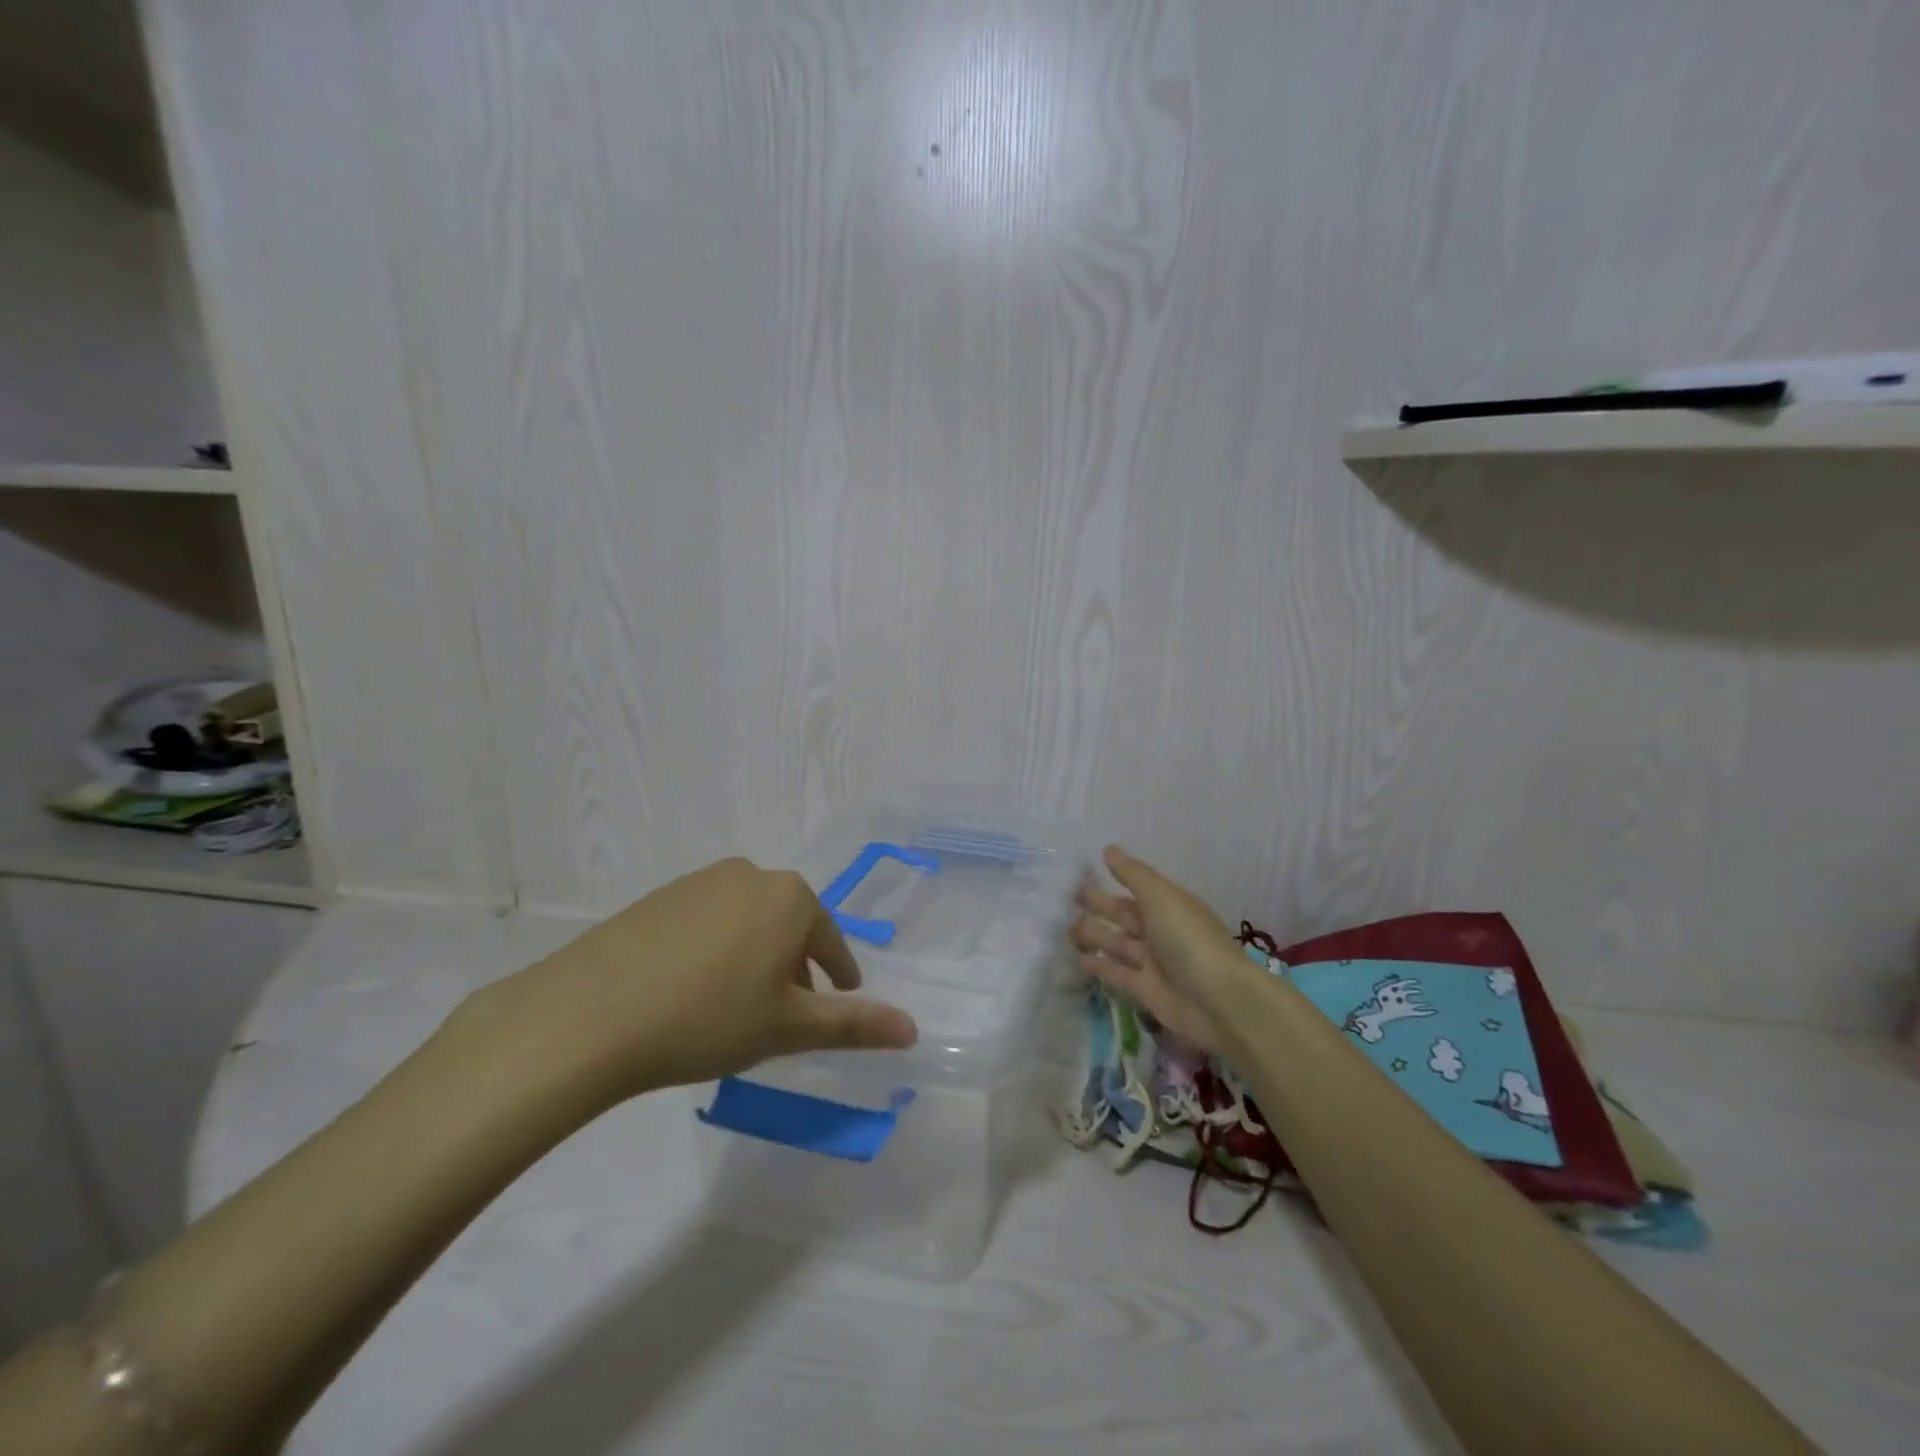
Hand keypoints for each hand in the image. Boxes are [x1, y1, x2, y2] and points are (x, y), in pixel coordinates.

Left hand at [465, 858, 918, 1105]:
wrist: (588, 1015)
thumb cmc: (708, 1018)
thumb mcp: (788, 1027)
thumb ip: (854, 1025)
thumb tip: (913, 1029)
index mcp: (790, 897)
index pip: (830, 941)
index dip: (839, 976)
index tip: (840, 1000)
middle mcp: (750, 874)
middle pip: (789, 926)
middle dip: (795, 968)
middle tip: (786, 1014)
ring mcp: (700, 881)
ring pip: (748, 922)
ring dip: (755, 958)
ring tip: (739, 1007)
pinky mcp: (658, 897)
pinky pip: (707, 922)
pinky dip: (715, 951)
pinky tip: (693, 990)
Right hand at [1069, 845, 1248, 1054]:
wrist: (1219, 1001)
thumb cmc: (1189, 940)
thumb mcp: (1161, 898)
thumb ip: (1133, 874)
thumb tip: (1109, 849)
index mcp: (1170, 905)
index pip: (1138, 888)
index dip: (1115, 880)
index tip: (1085, 874)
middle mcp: (1162, 931)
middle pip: (1126, 915)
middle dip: (1101, 906)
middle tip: (1071, 899)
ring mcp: (1154, 962)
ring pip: (1119, 943)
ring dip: (1096, 935)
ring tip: (1068, 929)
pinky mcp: (1146, 990)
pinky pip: (1118, 973)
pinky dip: (1100, 965)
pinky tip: (1080, 958)